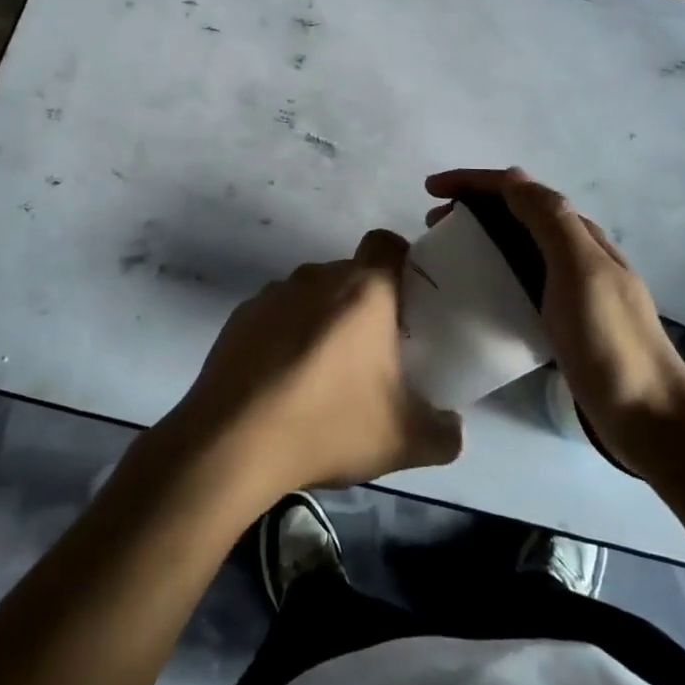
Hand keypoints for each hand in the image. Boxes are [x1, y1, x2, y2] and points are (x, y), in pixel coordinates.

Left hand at [169, 231, 463, 499]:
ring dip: (324, 319)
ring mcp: (273, 293)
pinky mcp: (241, 315)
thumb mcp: (403, 441)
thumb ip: (444, 433)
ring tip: (325, 372)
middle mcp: (317, 277)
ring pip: (313, 293)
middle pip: (351, 273)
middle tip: (374, 351)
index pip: (387, 243)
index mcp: (363, 291)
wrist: (232, 442)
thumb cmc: (327, 425)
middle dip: (365, 303)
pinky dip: (287, 334)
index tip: (409, 300)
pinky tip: (284, 380)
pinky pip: (277, 313)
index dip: (402, 261)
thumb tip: (453, 428)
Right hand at [425, 167, 684, 467]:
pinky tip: (478, 291)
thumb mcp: (580, 271)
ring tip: (447, 251)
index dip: (473, 182)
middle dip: (472, 206)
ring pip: (518, 246)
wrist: (650, 417)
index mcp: (579, 236)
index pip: (519, 191)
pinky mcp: (564, 321)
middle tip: (432, 224)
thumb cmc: (609, 340)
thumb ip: (549, 220)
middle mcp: (576, 254)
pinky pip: (521, 280)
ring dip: (480, 236)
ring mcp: (572, 288)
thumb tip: (512, 176)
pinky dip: (494, 271)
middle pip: (516, 214)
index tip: (430, 189)